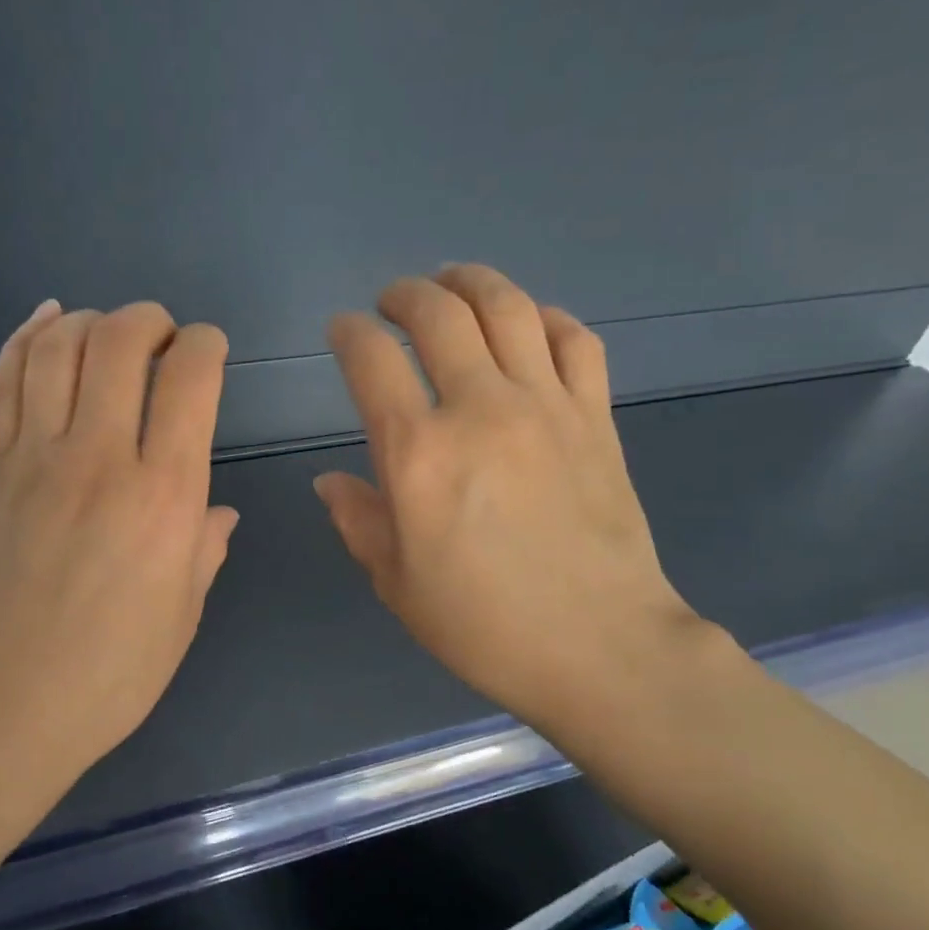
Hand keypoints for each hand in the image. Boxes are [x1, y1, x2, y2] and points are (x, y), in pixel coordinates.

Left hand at [0, 299, 237, 795]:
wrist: (3, 707)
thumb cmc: (111, 673)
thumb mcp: (182, 614)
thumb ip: (203, 548)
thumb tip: (218, 512)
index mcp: (163, 496)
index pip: (190, 379)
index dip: (205, 345)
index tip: (210, 351)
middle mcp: (98, 457)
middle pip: (120, 341)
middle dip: (150, 320)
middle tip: (163, 337)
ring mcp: (32, 457)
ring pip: (57, 346)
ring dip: (90, 320)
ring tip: (108, 331)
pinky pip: (2, 379)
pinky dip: (26, 336)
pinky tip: (46, 322)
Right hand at [316, 266, 707, 741]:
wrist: (598, 646)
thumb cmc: (482, 625)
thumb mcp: (396, 584)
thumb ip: (359, 520)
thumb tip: (330, 480)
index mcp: (418, 454)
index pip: (371, 361)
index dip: (348, 334)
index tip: (342, 331)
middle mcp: (480, 409)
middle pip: (438, 314)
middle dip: (405, 294)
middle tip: (392, 302)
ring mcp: (546, 406)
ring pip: (508, 307)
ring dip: (471, 282)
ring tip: (452, 282)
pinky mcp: (595, 417)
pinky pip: (574, 339)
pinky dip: (545, 317)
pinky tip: (529, 324)